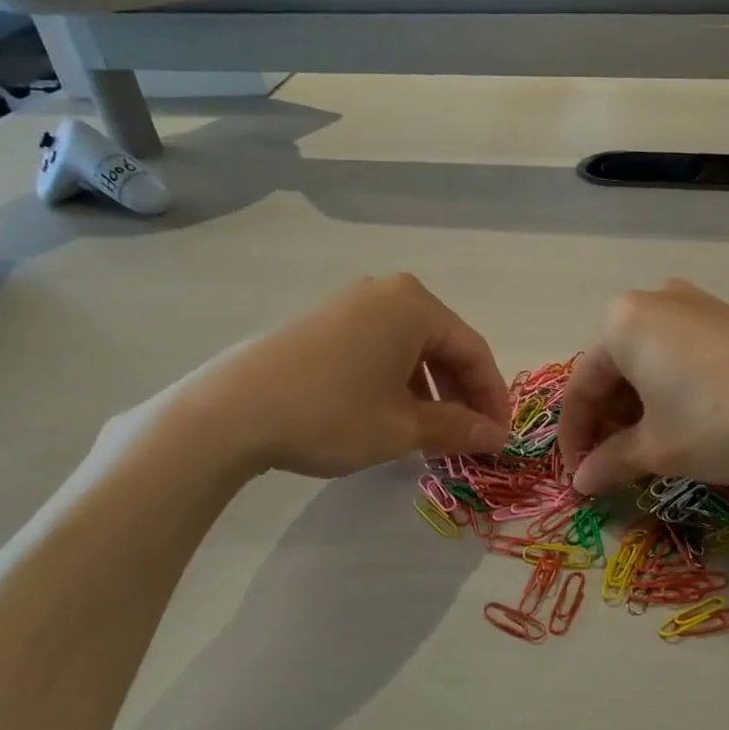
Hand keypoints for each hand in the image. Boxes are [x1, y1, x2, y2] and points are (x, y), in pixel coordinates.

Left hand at [139, 274, 511, 479]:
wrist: (229, 413)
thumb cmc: (330, 414)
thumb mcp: (401, 428)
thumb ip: (456, 428)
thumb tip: (495, 436)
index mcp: (415, 305)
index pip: (474, 351)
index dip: (492, 397)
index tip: (499, 437)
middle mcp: (387, 292)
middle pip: (443, 345)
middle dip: (461, 394)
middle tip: (469, 438)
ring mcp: (350, 303)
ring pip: (410, 348)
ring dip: (429, 390)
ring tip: (431, 434)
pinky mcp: (323, 321)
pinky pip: (379, 347)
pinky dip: (397, 381)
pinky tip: (391, 415)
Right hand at [559, 280, 728, 495]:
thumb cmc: (720, 421)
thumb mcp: (659, 448)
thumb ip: (610, 462)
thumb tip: (581, 481)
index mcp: (621, 323)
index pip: (581, 386)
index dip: (575, 438)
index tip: (579, 477)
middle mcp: (652, 301)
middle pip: (613, 369)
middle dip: (608, 421)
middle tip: (613, 465)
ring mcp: (694, 303)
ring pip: (647, 360)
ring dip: (638, 407)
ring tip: (647, 448)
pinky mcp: (728, 316)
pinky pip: (679, 352)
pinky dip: (669, 388)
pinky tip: (683, 420)